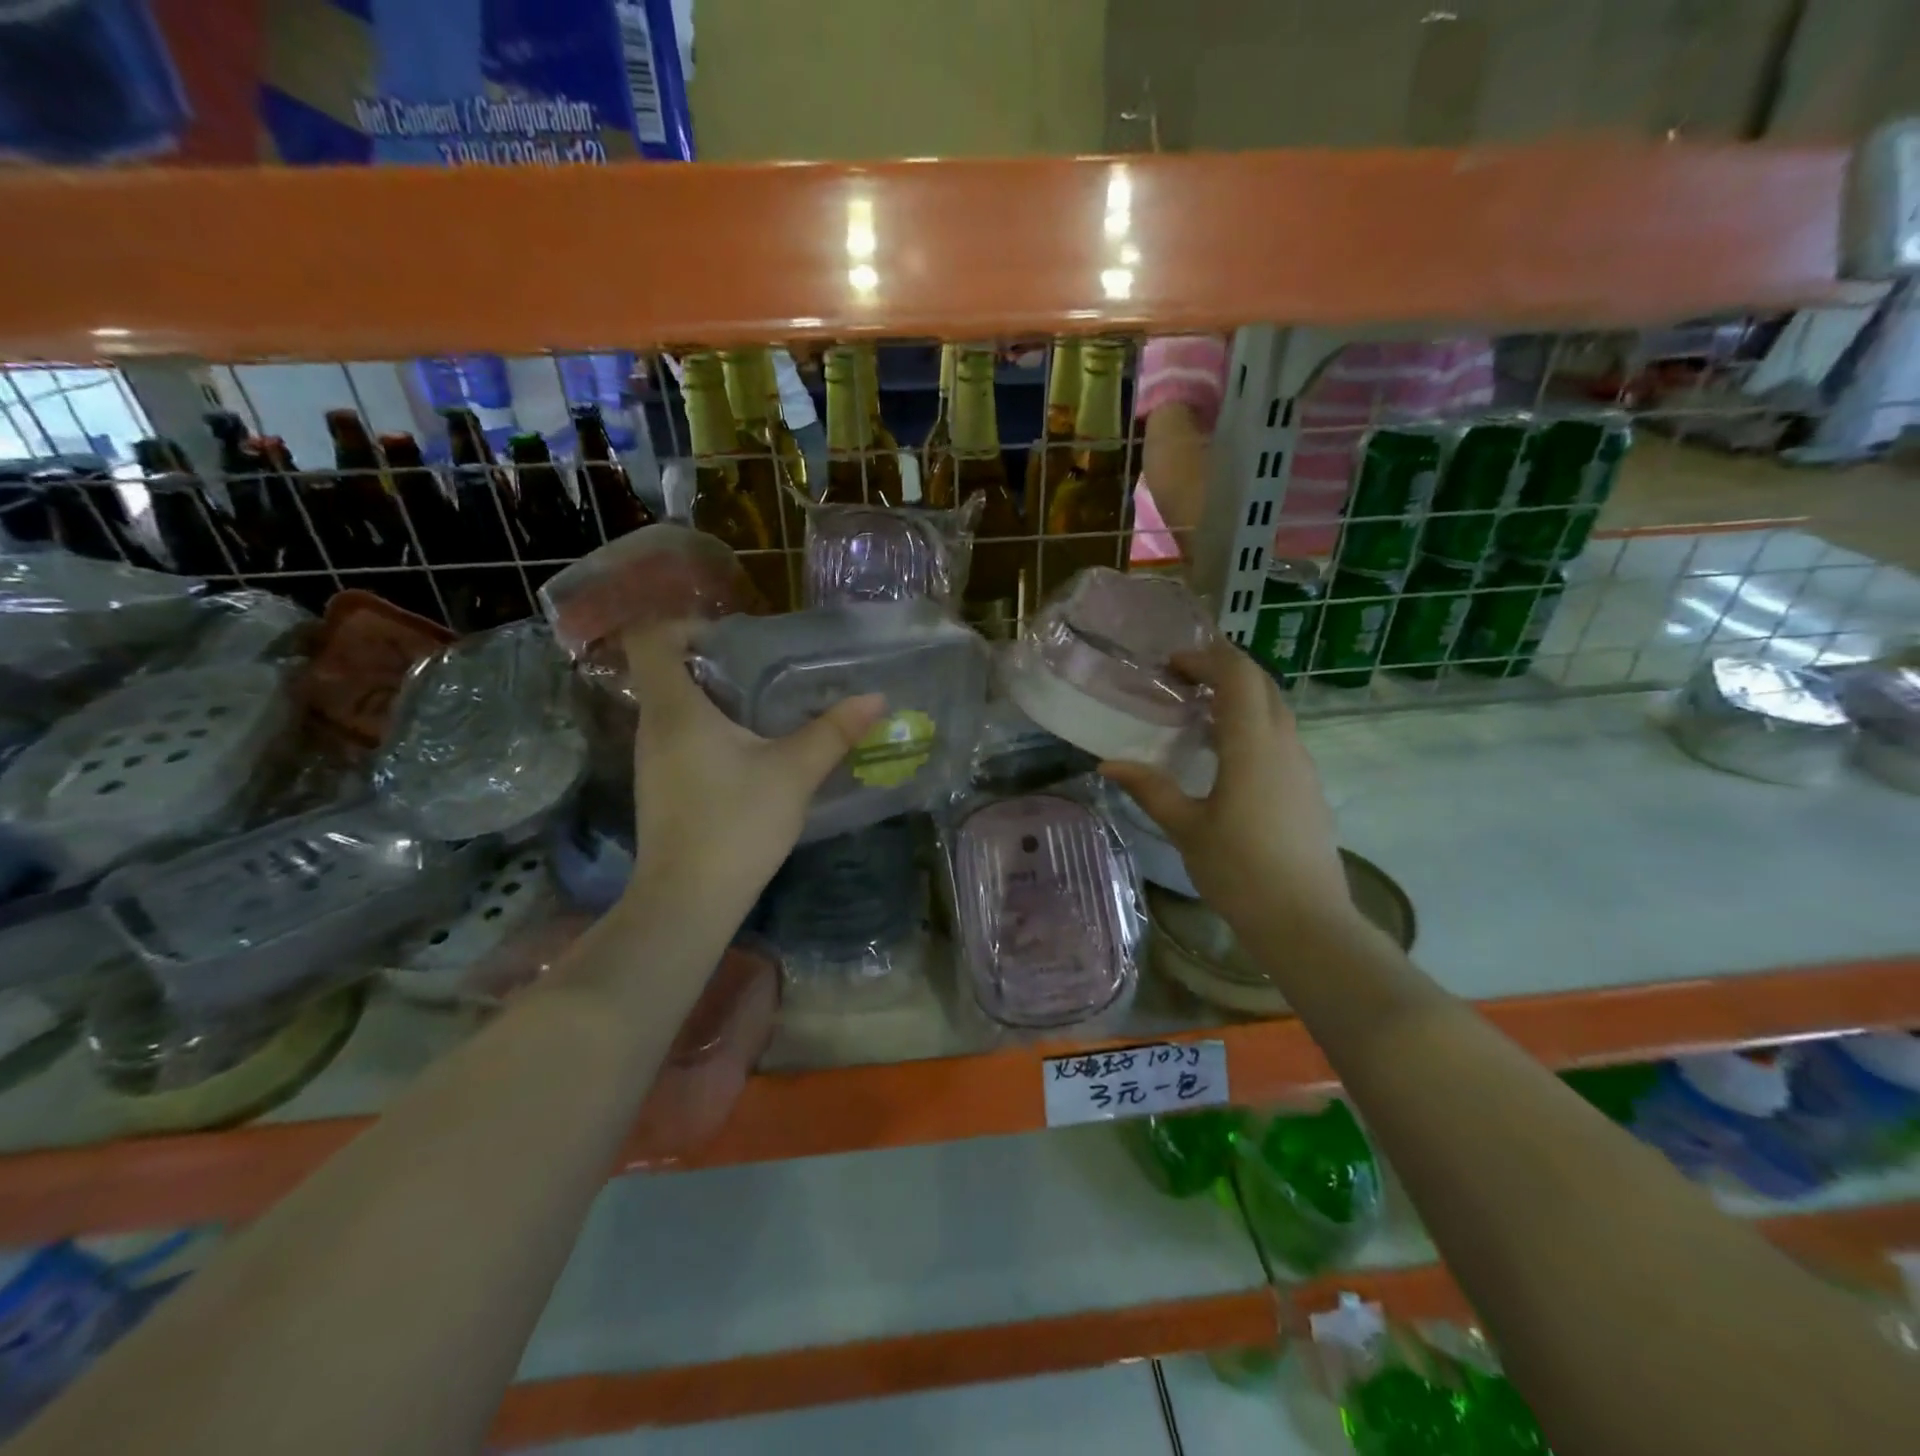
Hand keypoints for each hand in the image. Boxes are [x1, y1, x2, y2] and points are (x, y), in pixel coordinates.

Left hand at [620, 621, 885, 924]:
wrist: (689, 900)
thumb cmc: (736, 823)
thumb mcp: (793, 773)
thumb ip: (833, 731)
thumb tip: (874, 698)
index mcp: (675, 710)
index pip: (651, 640)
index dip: (685, 626)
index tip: (732, 638)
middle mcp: (653, 727)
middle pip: (667, 672)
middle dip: (715, 663)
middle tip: (767, 670)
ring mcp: (652, 760)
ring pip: (676, 708)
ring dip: (716, 699)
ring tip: (767, 707)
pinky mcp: (662, 787)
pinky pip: (681, 738)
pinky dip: (711, 731)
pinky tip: (752, 753)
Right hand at [1100, 640, 1355, 940]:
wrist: (1305, 920)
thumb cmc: (1239, 870)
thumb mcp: (1185, 828)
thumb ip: (1149, 788)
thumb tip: (1107, 764)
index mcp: (1252, 745)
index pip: (1238, 675)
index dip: (1207, 658)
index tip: (1172, 665)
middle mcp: (1284, 744)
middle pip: (1262, 684)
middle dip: (1224, 670)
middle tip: (1182, 680)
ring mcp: (1302, 765)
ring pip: (1275, 710)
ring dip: (1240, 698)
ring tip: (1198, 716)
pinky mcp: (1308, 787)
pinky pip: (1280, 737)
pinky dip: (1252, 725)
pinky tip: (1225, 756)